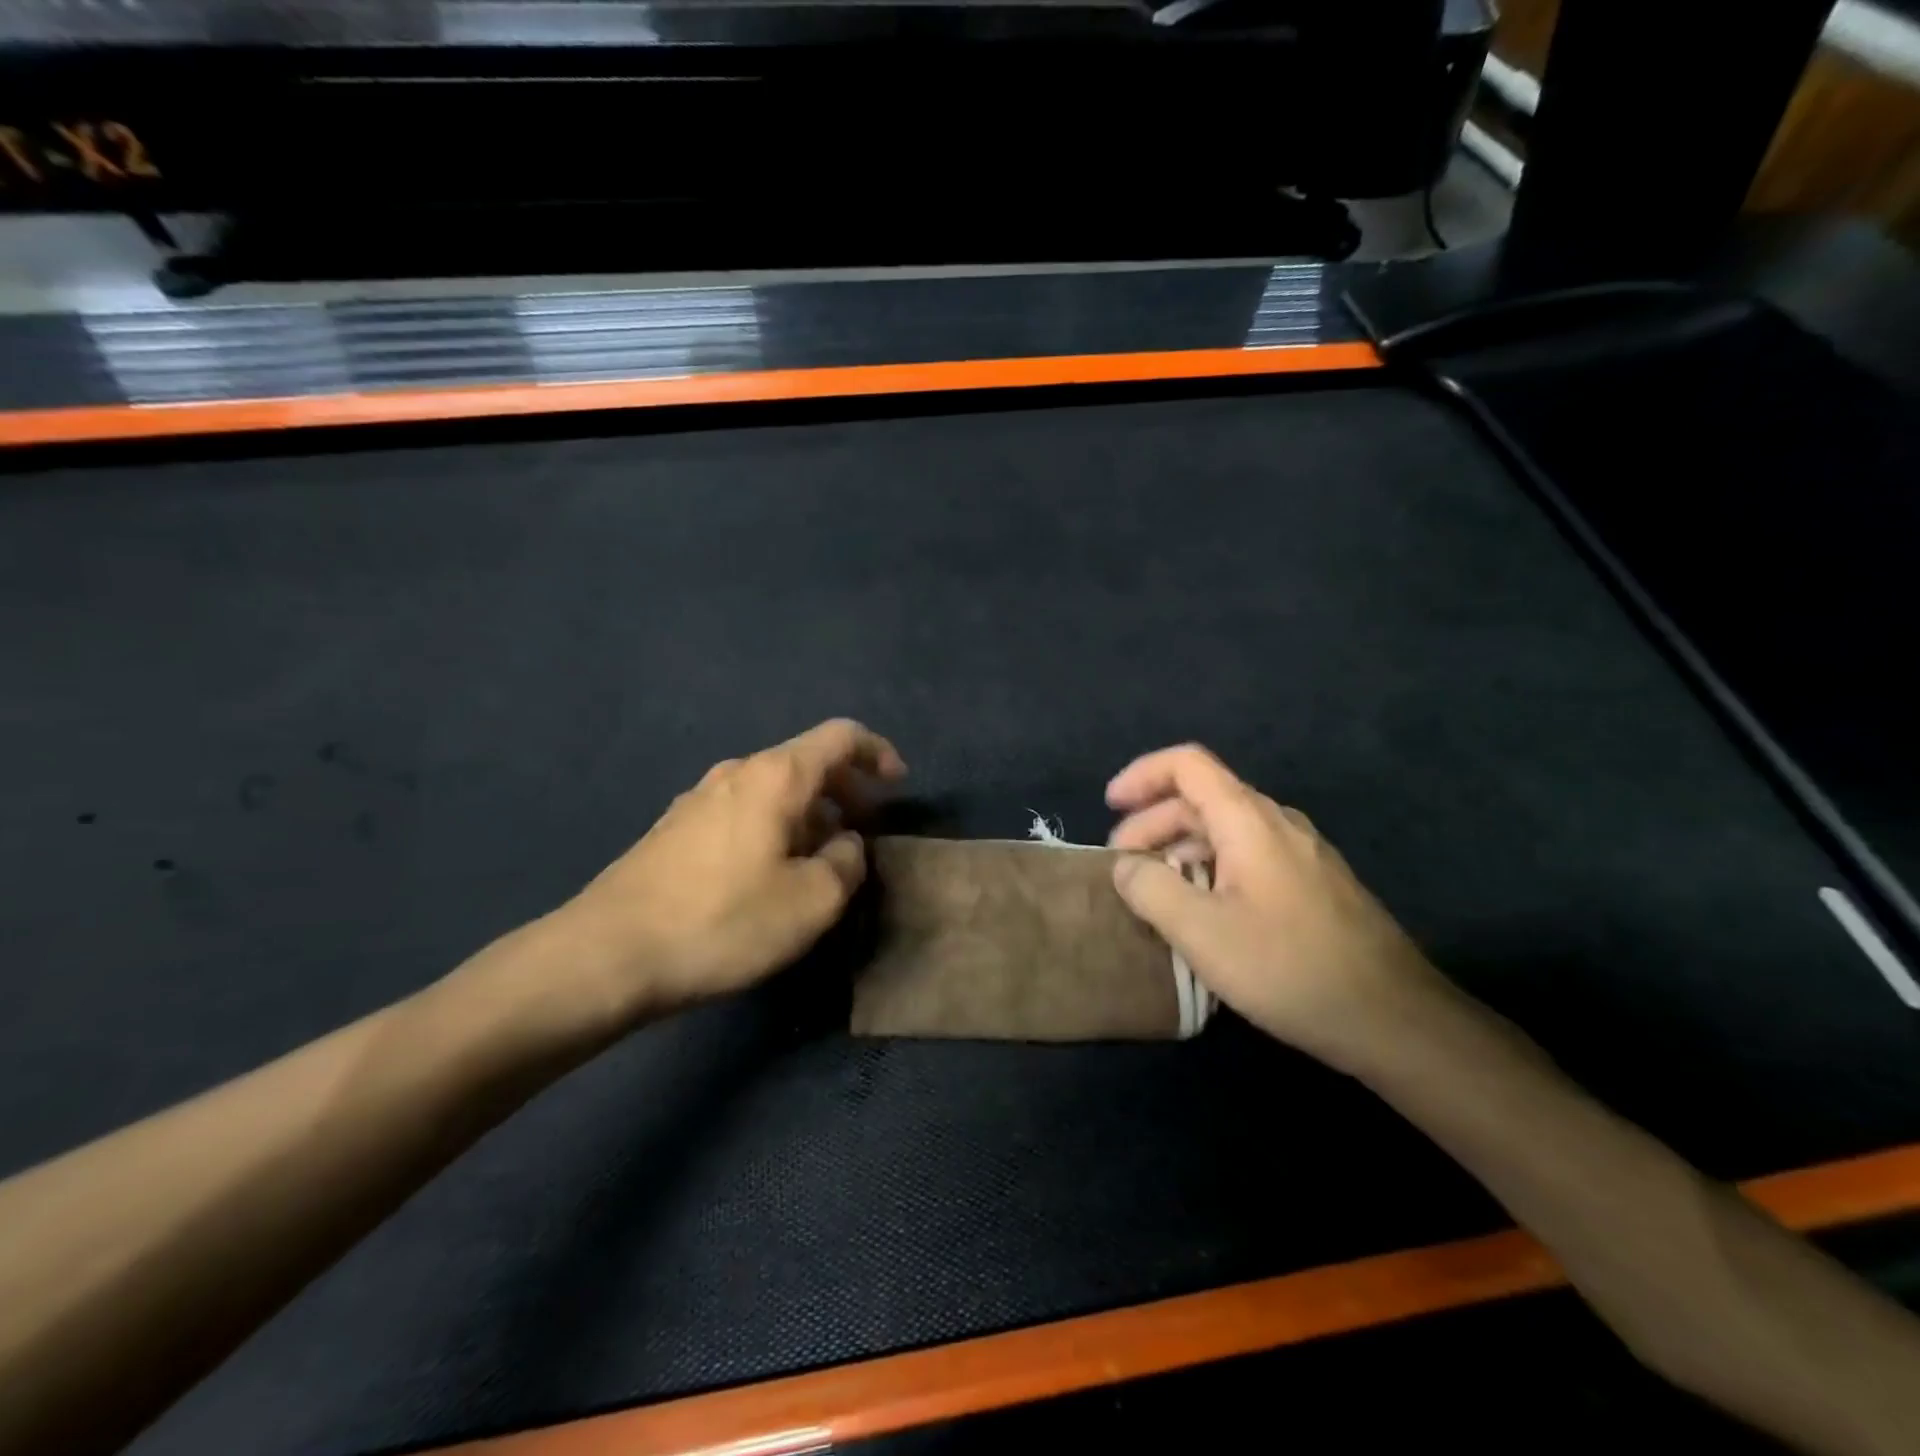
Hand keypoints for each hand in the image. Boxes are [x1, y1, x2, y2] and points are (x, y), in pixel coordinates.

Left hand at [554, 719, 906, 1027]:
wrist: (607, 954)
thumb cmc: (723, 921)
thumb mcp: (812, 902)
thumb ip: (846, 863)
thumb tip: (844, 844)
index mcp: (776, 776)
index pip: (840, 736)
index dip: (878, 753)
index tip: (897, 786)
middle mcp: (737, 773)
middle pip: (805, 761)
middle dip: (844, 789)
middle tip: (863, 830)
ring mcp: (699, 798)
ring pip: (772, 789)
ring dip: (807, 812)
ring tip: (818, 859)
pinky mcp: (674, 829)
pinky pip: (742, 811)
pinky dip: (773, 826)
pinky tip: (766, 873)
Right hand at [1106, 744, 1445, 1069]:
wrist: (1393, 1018)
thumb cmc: (1289, 966)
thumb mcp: (1201, 932)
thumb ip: (1150, 889)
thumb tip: (1125, 866)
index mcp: (1248, 819)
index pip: (1187, 765)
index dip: (1142, 775)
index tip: (1109, 806)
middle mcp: (1276, 822)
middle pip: (1202, 798)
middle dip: (1152, 823)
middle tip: (1122, 866)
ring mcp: (1300, 853)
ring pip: (1225, 830)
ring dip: (1179, 848)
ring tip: (1154, 892)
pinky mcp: (1313, 884)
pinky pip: (1247, 856)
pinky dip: (1209, 867)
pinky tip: (1202, 912)